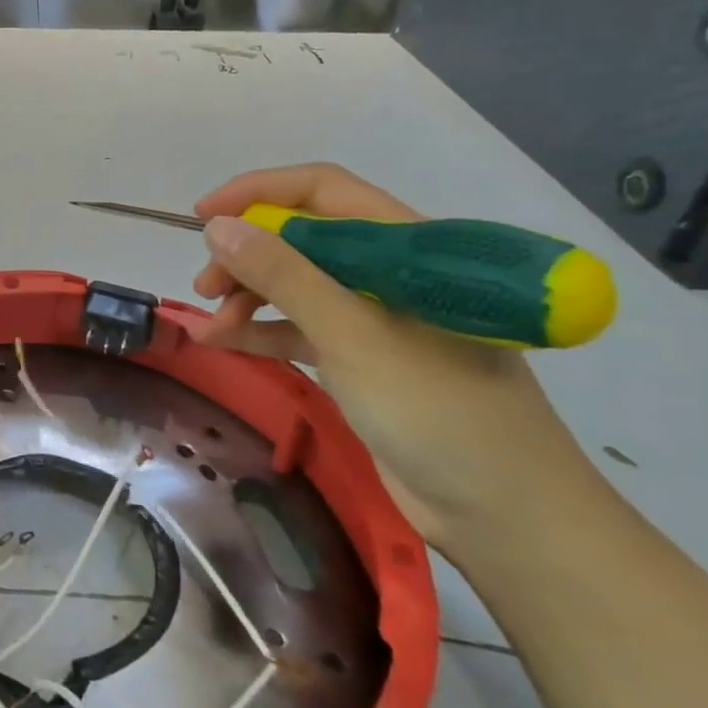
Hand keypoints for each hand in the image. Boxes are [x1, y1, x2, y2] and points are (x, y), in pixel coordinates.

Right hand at [190, 163, 597, 558]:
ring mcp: (374, 317)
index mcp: (407, 248)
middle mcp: (389, 273)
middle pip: (301, 238)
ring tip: (211, 321)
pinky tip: (221, 341)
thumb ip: (284, 276)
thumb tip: (218, 227)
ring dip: (247, 294)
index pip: (323, 191)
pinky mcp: (360, 358)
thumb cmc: (439, 410)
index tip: (204, 216)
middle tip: (205, 285)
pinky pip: (297, 328)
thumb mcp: (353, 336)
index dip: (259, 193)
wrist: (504, 515)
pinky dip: (260, 330)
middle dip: (247, 254)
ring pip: (295, 283)